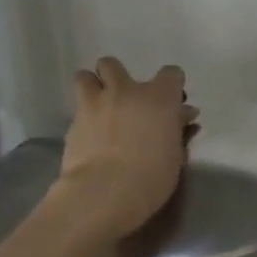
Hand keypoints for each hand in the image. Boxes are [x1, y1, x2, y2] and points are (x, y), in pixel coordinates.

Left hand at [52, 58, 197, 240]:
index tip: (173, 103)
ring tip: (101, 107)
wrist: (106, 191)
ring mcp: (94, 104)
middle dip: (118, 77)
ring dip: (93, 87)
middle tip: (127, 99)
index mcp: (159, 97)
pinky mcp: (73, 123)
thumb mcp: (176, 153)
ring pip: (84, 76)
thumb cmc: (153, 174)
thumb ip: (178, 129)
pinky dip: (85, 117)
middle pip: (113, 65)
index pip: (171, 74)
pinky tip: (92, 136)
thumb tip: (183, 117)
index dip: (172, 86)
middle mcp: (125, 92)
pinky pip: (78, 110)